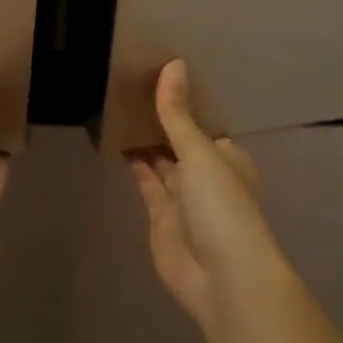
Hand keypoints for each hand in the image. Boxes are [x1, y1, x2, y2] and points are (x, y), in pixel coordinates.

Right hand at [131, 60, 287, 334]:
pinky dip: (134, 163)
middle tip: (128, 82)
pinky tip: (116, 139)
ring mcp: (183, 197)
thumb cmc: (222, 206)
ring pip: (160, 160)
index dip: (181, 100)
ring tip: (116, 103)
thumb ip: (178, 114)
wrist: (223, 279)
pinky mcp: (160, 217)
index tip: (156, 71)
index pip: (201, 122)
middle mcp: (206, 174)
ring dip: (143, 138)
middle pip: (179, 140)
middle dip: (159, 119)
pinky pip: (146, 182)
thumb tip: (174, 63)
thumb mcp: (200, 152)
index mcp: (227, 156)